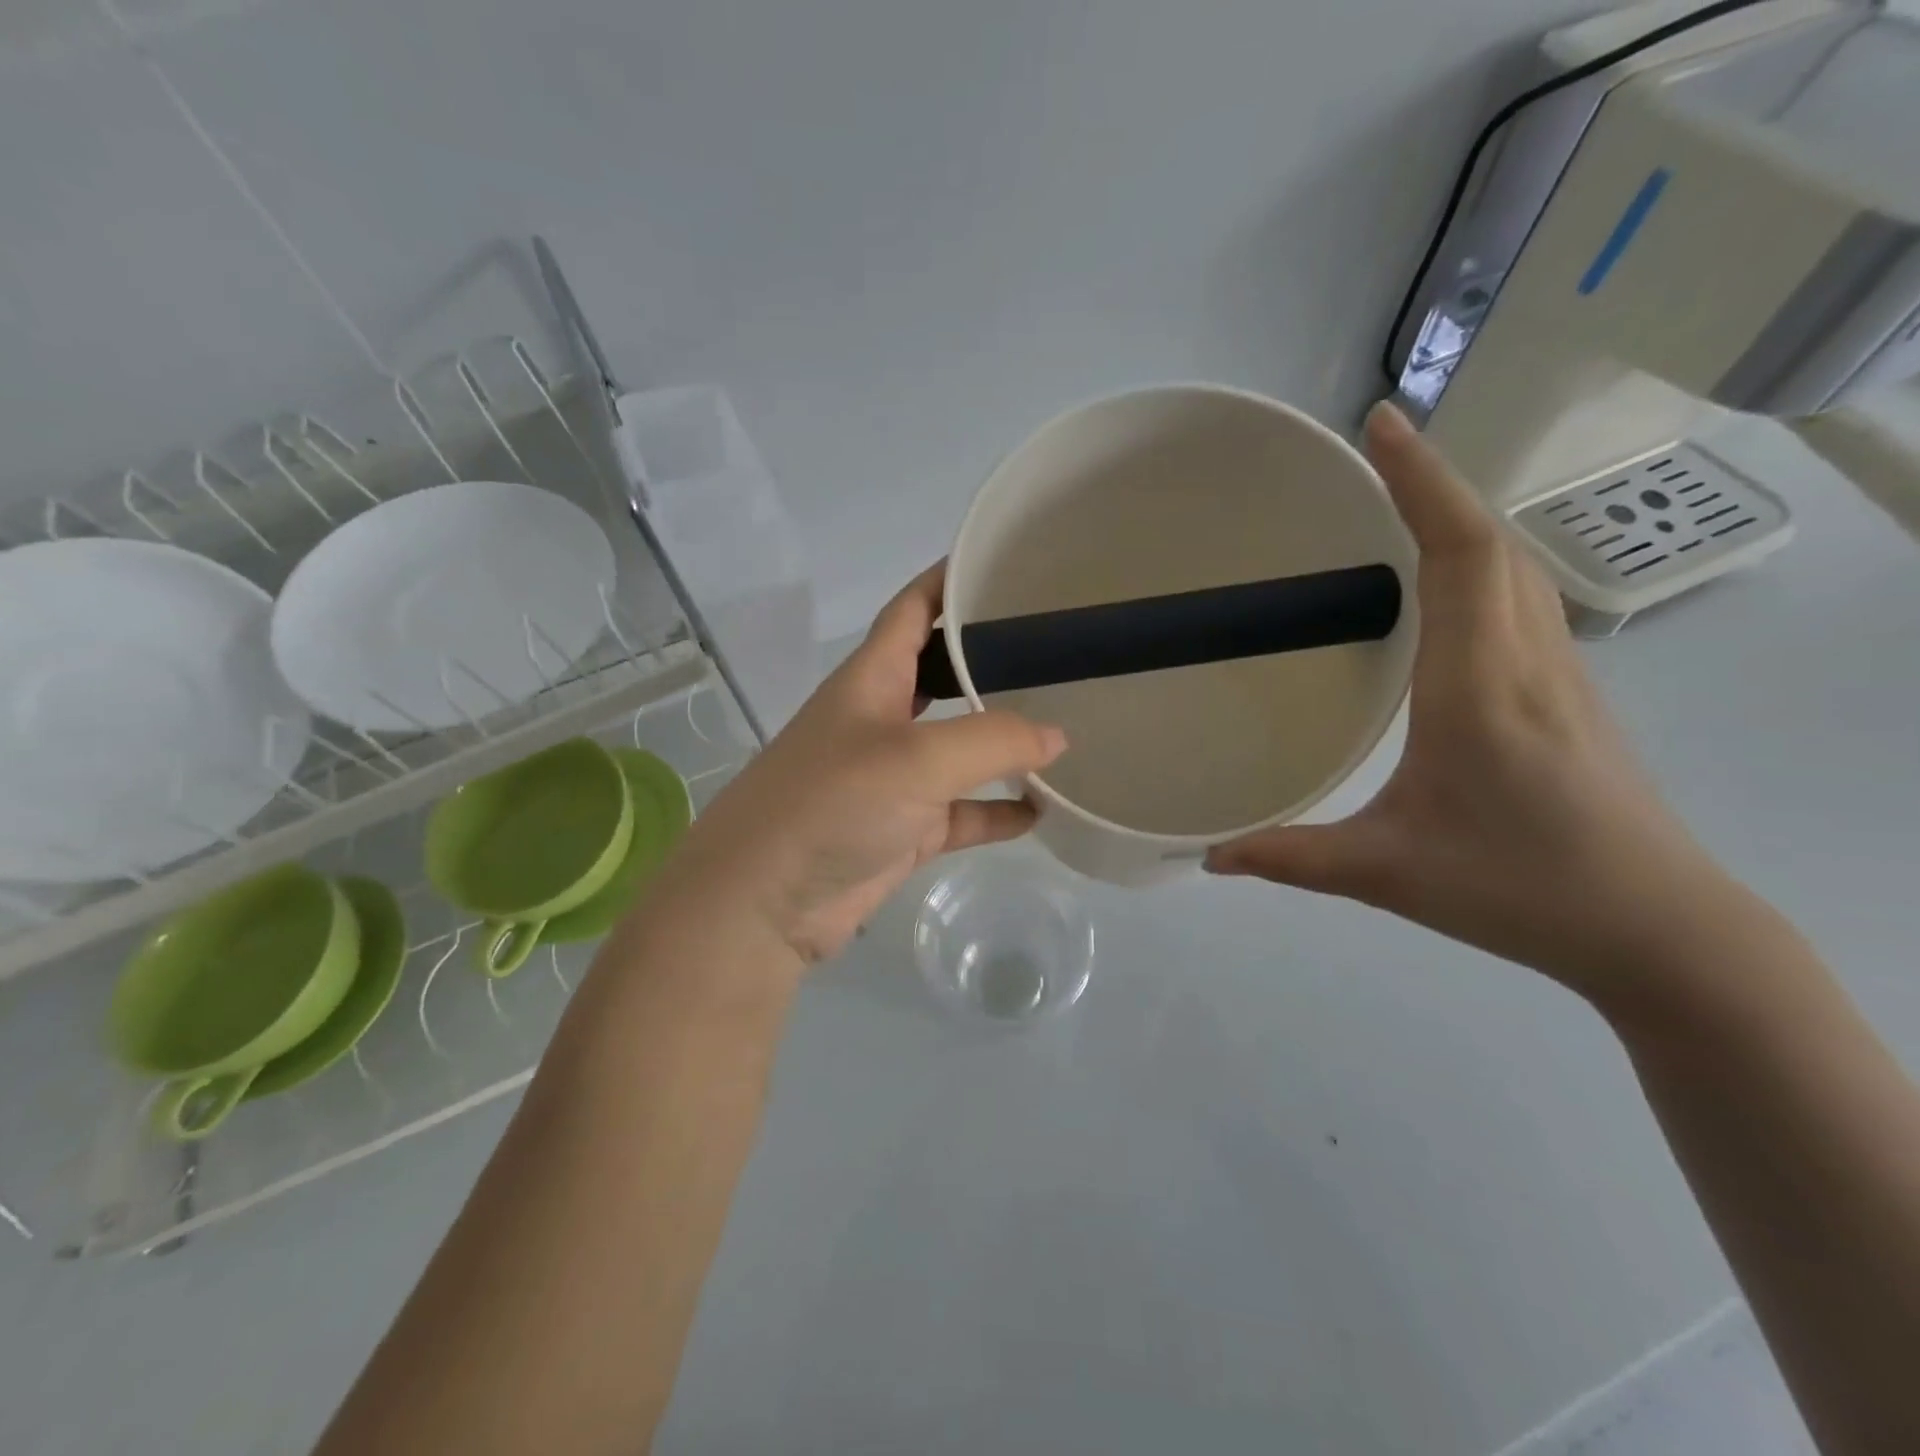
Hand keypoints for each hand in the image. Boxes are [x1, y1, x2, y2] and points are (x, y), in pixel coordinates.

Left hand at [666, 563, 1065, 966]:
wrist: (762, 904)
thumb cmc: (830, 805)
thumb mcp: (914, 759)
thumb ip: (991, 740)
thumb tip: (1057, 738)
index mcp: (872, 678)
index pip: (914, 609)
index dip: (952, 581)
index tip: (1009, 563)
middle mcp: (882, 718)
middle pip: (944, 673)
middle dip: (993, 658)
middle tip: (1058, 648)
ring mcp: (894, 777)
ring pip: (960, 747)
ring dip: (1004, 741)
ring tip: (1065, 726)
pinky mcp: (904, 828)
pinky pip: (963, 812)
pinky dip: (997, 810)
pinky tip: (1041, 810)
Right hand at [1207, 403, 1736, 1004]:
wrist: (1659, 929)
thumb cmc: (1521, 888)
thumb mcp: (1386, 872)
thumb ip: (1289, 857)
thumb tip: (1210, 855)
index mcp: (1478, 685)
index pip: (1459, 552)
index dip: (1421, 480)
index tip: (1380, 423)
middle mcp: (1526, 660)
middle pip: (1491, 542)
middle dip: (1435, 485)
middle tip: (1372, 458)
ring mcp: (1559, 675)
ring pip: (1514, 568)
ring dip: (1461, 521)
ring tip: (1399, 508)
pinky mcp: (1568, 696)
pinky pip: (1520, 602)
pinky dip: (1479, 566)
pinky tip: (1443, 592)